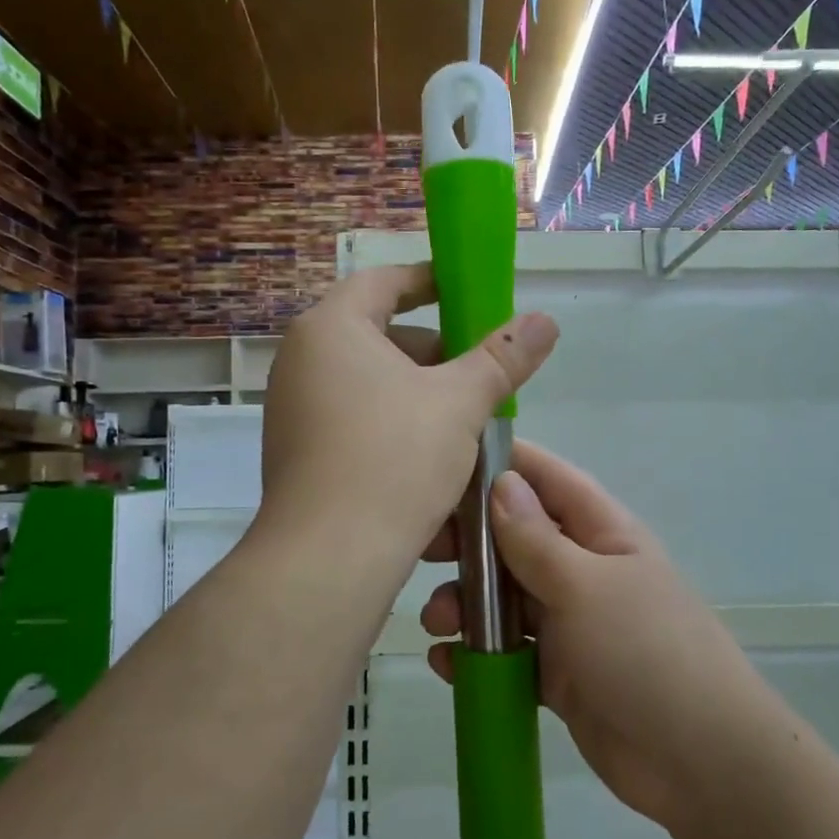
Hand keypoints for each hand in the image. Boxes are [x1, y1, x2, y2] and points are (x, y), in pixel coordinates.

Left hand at [259, 264, 557, 572]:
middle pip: (378, 335)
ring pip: (370, 383)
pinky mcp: (299, 453)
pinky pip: (354, 420)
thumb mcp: (460, 403)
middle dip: (434, 349)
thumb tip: (544, 320)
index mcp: (331, 329)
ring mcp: (294, 409)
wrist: (330, 558)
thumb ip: (503, 357)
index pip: (383, 281)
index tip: (468, 292)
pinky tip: (431, 457)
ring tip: (464, 420)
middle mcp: (301, 361)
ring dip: (418, 392)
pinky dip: (394, 424)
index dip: (430, 281)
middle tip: (478, 370)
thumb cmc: (394, 459)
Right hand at [422, 442, 767, 832]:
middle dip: (469, 541)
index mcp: (601, 532)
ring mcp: (570, 623)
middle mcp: (583, 569)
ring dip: (466, 603)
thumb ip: (536, 539)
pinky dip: (477, 654)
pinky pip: (509, 651)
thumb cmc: (645, 652)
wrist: (699, 763)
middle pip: (516, 538)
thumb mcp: (586, 586)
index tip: (444, 463)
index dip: (502, 463)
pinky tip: (446, 664)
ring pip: (505, 597)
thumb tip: (501, 483)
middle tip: (421, 550)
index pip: (547, 478)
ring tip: (436, 622)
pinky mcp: (558, 672)